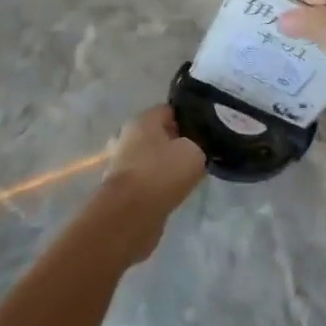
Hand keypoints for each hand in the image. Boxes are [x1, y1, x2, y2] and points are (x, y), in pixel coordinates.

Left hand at [86, 106, 205, 261]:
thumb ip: (198, 145)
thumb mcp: (194, 152)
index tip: (205, 132)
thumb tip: (194, 148)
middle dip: (175, 142)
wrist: (130, 214)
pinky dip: (156, 184)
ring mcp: (120, 162)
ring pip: (150, 157)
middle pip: (157, 134)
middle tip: (197, 154)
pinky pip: (144, 178)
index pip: (170, 110)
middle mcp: (126, 136)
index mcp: (142, 120)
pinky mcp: (120, 187)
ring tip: (187, 176)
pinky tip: (173, 192)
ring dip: (165, 165)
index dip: (189, 119)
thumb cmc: (161, 173)